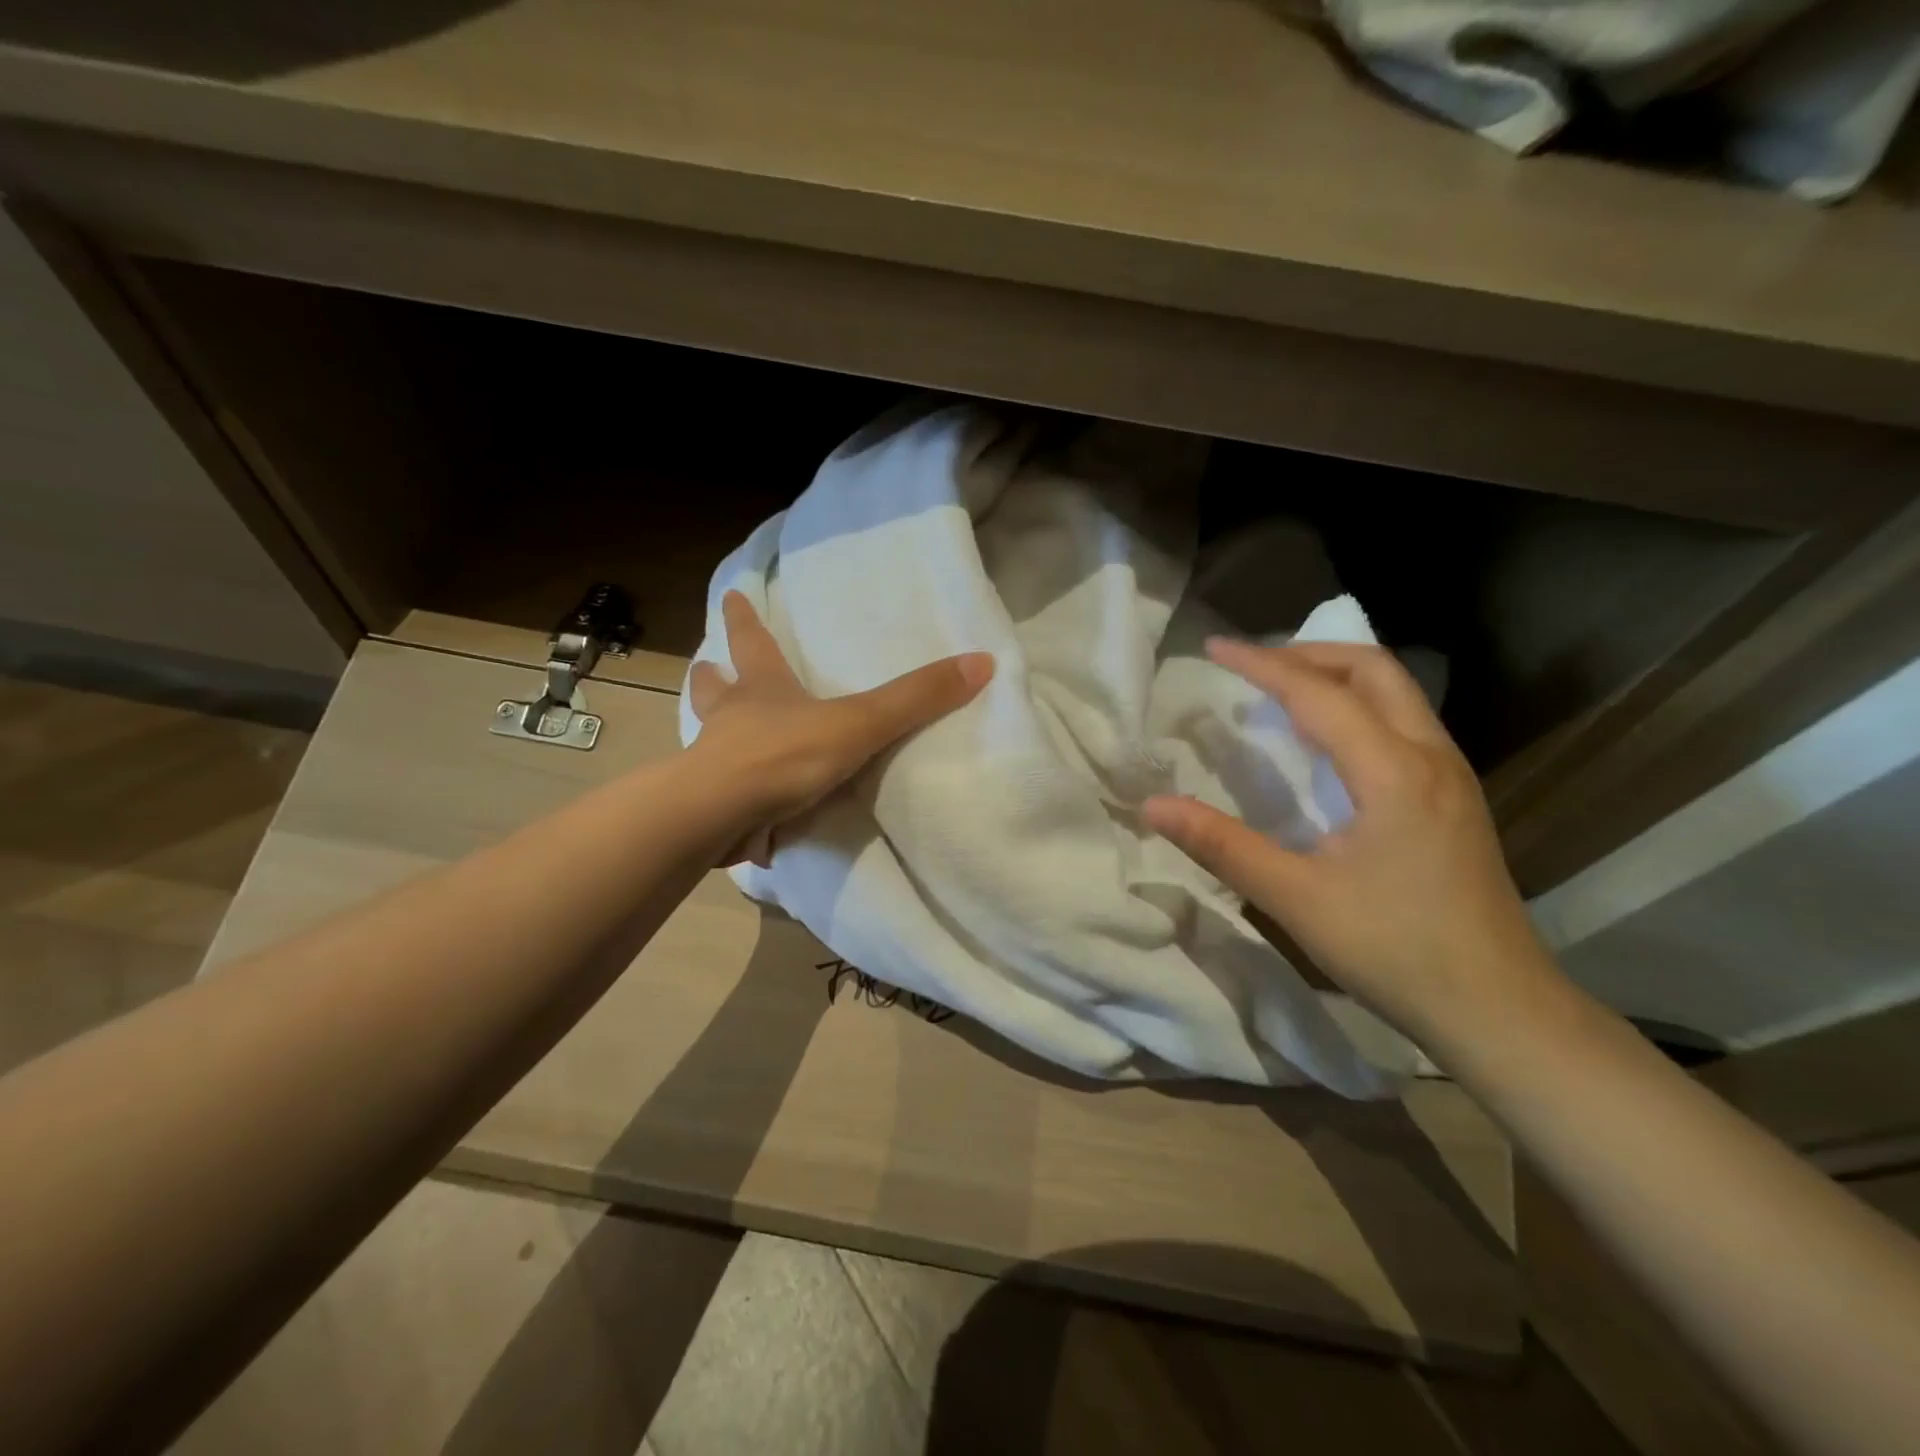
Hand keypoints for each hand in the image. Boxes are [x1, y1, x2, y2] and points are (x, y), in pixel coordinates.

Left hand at [687, 591, 993, 863]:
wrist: (721, 816)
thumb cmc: (784, 754)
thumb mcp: (860, 723)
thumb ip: (916, 698)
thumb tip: (982, 661)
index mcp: (761, 689)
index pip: (751, 642)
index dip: (743, 617)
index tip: (730, 594)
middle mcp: (731, 719)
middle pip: (713, 689)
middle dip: (713, 676)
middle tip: (708, 666)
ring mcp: (713, 764)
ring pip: (709, 739)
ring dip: (714, 732)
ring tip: (720, 736)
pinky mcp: (712, 807)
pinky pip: (724, 797)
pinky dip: (733, 798)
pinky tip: (748, 815)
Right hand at [1144, 639, 1556, 1049]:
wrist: (1499, 1010)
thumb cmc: (1396, 951)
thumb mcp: (1296, 898)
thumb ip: (1222, 845)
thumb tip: (1153, 806)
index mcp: (1394, 773)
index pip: (1319, 694)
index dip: (1262, 665)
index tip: (1214, 648)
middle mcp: (1431, 758)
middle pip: (1374, 670)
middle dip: (1309, 654)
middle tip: (1254, 665)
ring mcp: (1452, 777)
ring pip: (1397, 694)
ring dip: (1338, 676)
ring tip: (1284, 691)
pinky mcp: (1456, 799)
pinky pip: (1404, 723)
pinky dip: (1359, 707)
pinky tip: (1330, 743)